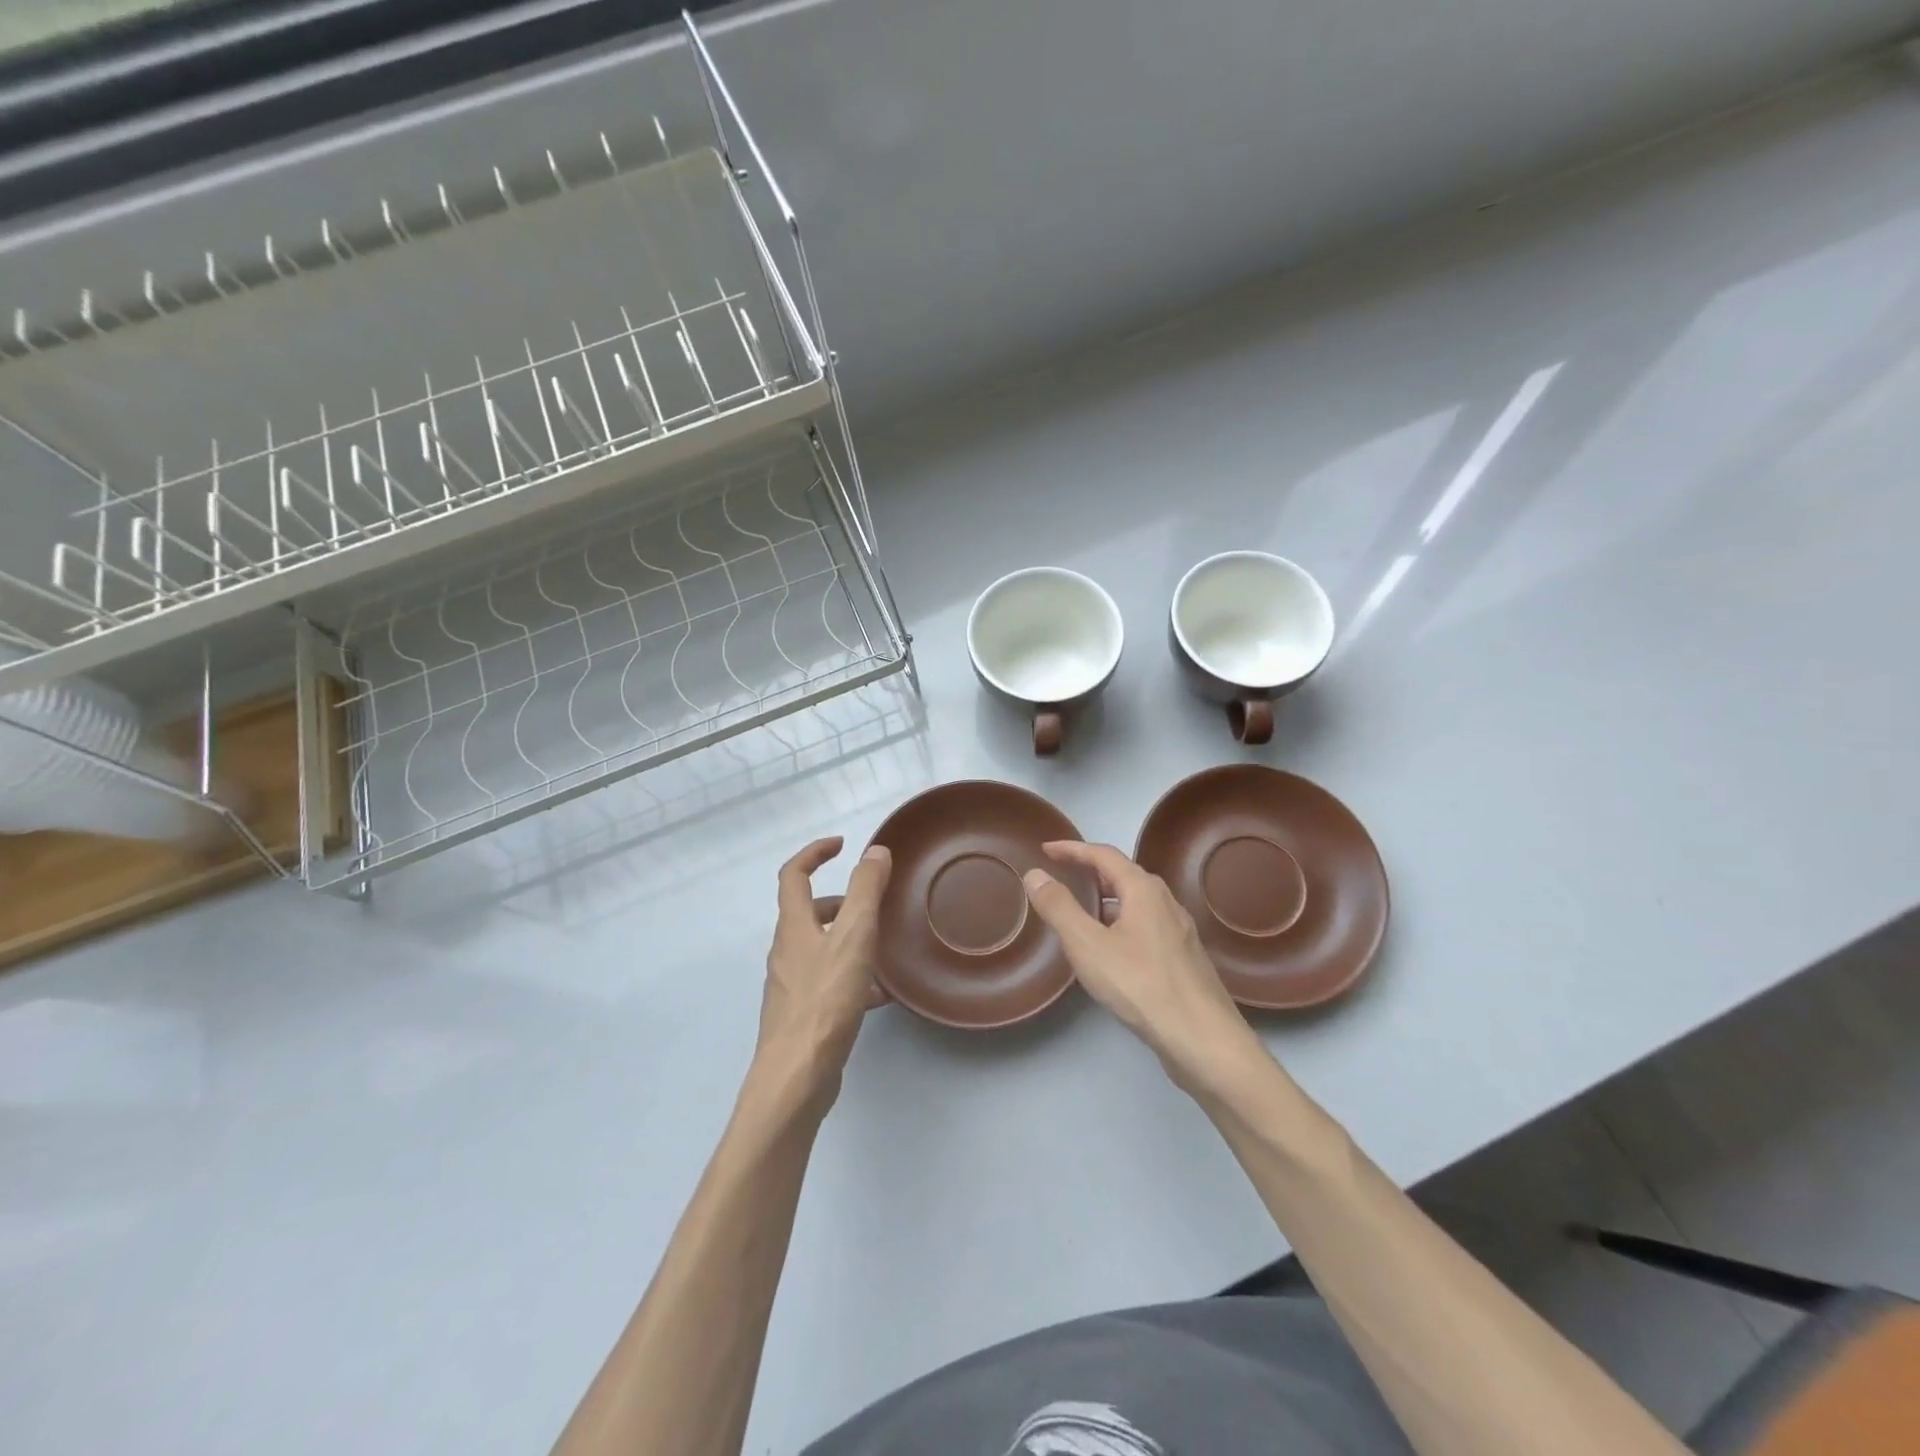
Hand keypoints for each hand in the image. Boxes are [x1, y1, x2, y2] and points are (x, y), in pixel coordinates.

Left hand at [755, 837, 892, 1102]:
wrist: (796, 1076)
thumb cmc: (825, 1000)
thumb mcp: (853, 937)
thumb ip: (866, 891)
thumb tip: (874, 851)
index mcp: (793, 926)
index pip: (793, 875)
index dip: (815, 853)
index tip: (842, 845)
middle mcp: (786, 951)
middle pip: (807, 913)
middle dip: (839, 902)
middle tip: (872, 905)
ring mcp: (791, 986)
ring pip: (821, 949)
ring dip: (849, 940)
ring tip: (883, 950)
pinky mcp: (802, 1015)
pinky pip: (828, 982)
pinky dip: (852, 977)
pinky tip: (879, 997)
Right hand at [1023, 842, 1266, 1094]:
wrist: (1202, 1039)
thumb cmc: (1140, 984)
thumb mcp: (1087, 944)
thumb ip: (1059, 907)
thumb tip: (1034, 873)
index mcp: (1144, 890)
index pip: (1103, 855)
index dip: (1072, 849)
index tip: (1046, 849)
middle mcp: (1166, 902)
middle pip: (1123, 875)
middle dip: (1091, 872)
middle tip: (1062, 876)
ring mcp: (1179, 931)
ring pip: (1136, 903)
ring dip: (1107, 900)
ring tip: (1081, 912)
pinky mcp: (1183, 958)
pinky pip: (1145, 926)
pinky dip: (1121, 923)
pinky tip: (1111, 950)